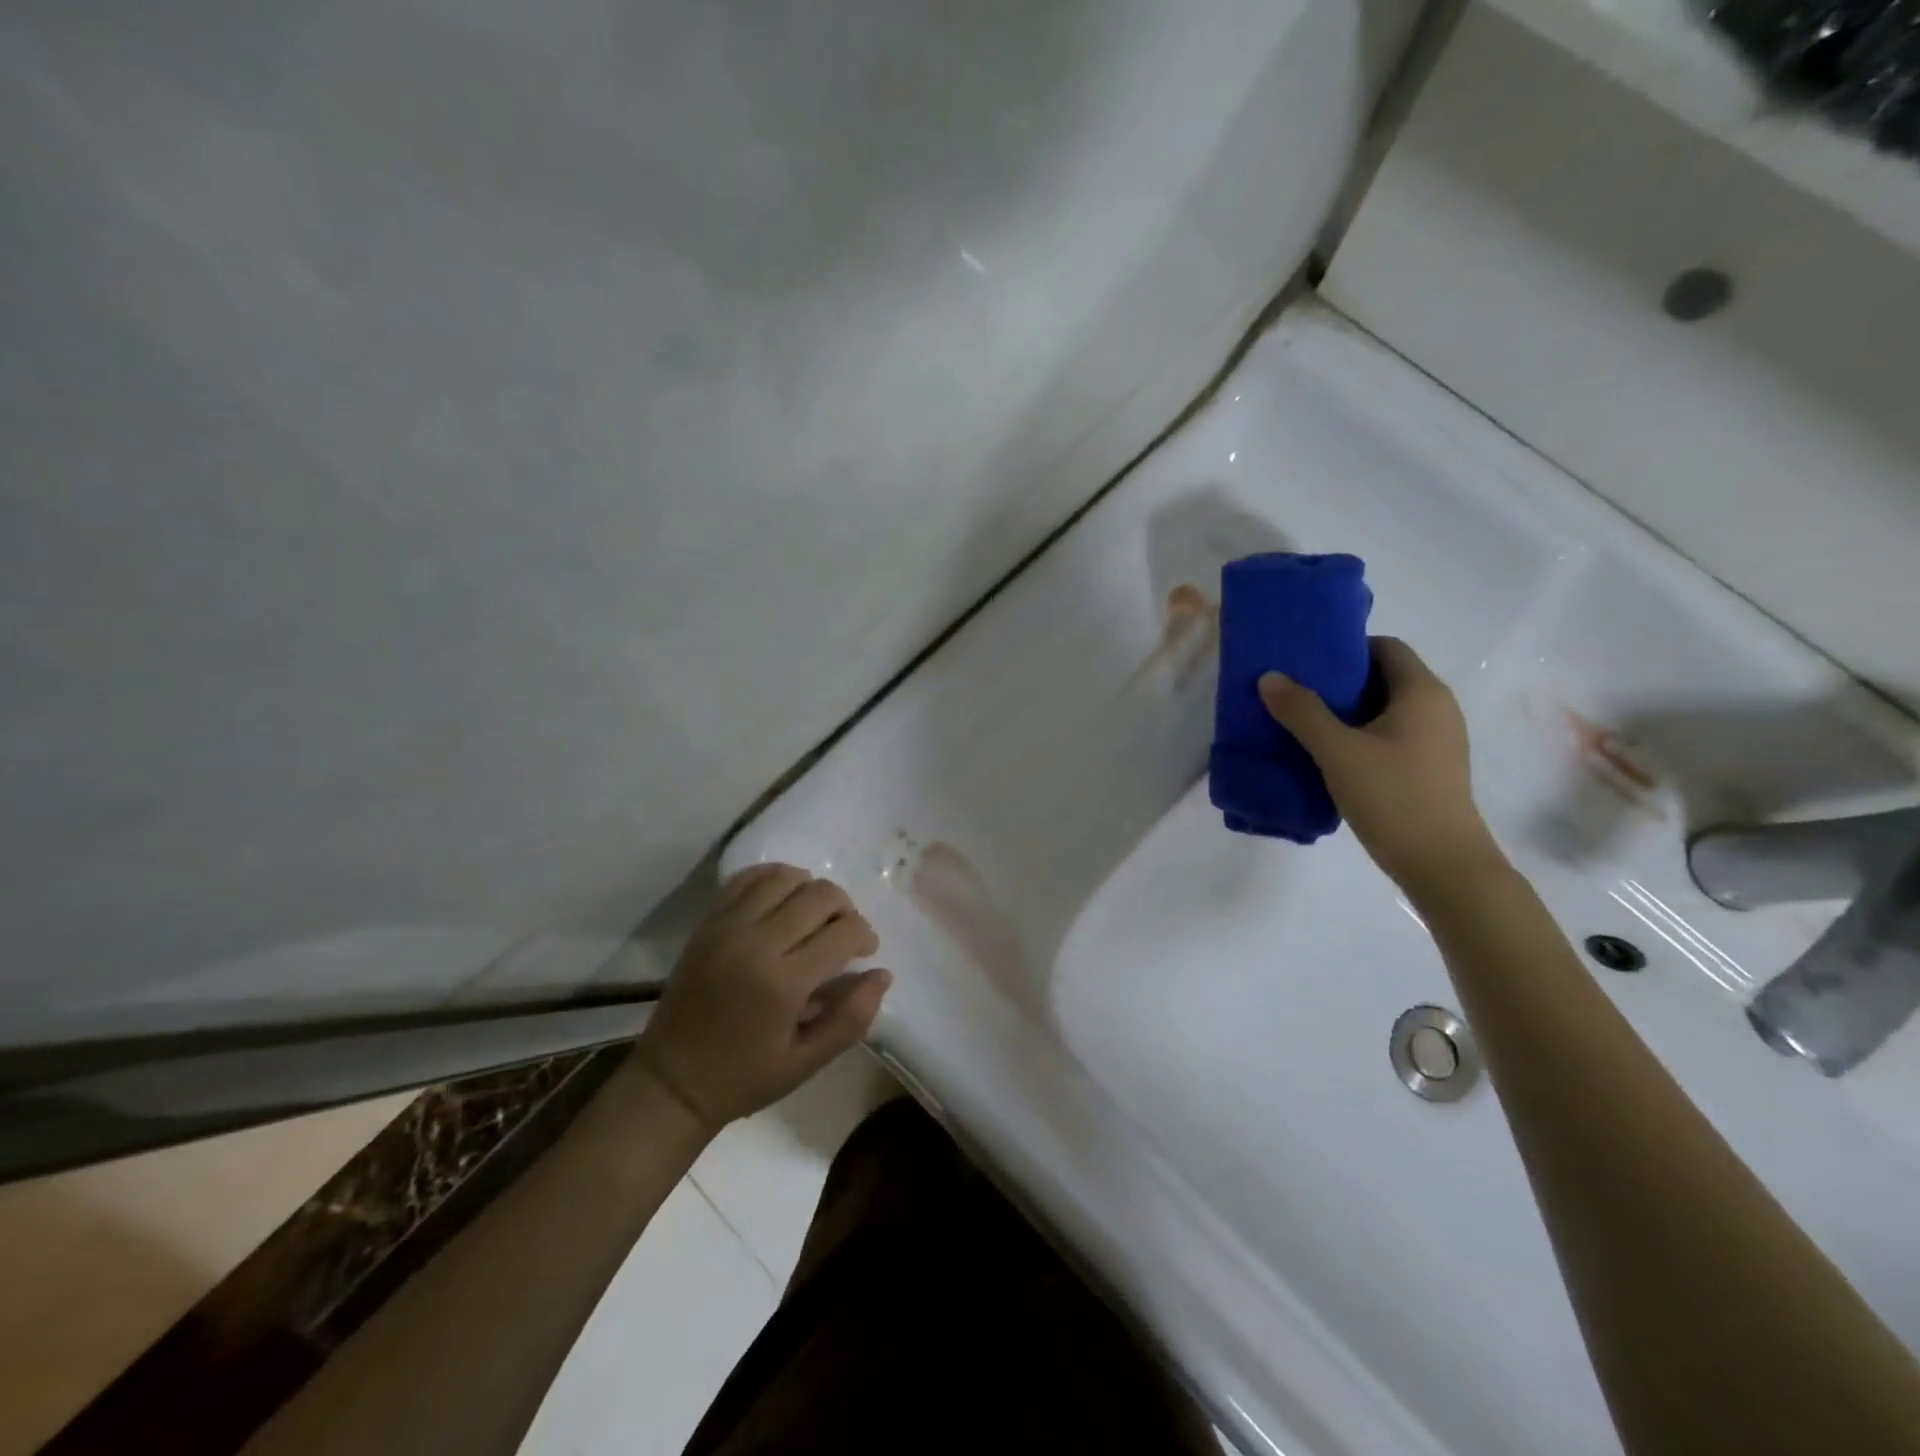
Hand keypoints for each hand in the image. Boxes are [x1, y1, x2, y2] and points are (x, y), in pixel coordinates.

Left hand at [632, 865, 891, 1131]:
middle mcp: (756, 943)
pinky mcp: (708, 922)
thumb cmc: (744, 1077)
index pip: (843, 932)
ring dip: (810, 890)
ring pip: (785, 877)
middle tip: (844, 935)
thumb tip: (882, 974)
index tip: (865, 951)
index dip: (865, 935)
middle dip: (845, 909)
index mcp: (783, 983)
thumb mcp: (806, 1062)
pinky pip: (747, 879)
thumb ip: (851, 1018)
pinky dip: (773, 879)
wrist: (671, 1081)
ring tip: (814, 916)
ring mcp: (728, 927)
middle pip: (819, 895)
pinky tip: (783, 901)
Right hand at [1258, 636, 1506, 899]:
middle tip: (1295, 692)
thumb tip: (1269, 677)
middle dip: (1339, 682)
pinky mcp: (1429, 768)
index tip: (1307, 663)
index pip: (1385, 647)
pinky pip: (1390, 736)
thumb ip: (1302, 712)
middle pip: (1384, 678)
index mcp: (1422, 692)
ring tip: (1303, 724)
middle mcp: (1437, 708)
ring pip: (1385, 710)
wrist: (1443, 865)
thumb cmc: (1393, 796)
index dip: (1346, 649)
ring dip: (1346, 713)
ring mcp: (1437, 740)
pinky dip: (1360, 737)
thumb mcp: (1337, 751)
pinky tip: (1330, 756)